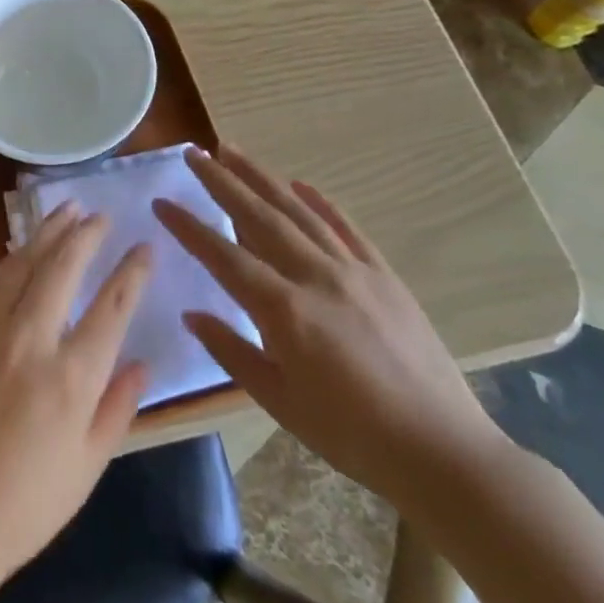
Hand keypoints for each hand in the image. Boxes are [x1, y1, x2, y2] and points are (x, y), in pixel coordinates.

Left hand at [0, 204, 151, 592]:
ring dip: (46, 233)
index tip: (144, 247)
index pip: (111, 308)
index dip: (131, 272)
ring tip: (65, 209)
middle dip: (85, 235)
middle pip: (62, 269)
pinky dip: (9, 259)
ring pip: (22, 264)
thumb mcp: (87, 468)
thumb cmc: (24, 505)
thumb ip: (117, 408)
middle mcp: (31, 340)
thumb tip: (142, 363)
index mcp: (71, 378)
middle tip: (99, 214)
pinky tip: (19, 249)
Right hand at [154, 147, 506, 508]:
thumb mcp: (279, 401)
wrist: (441, 451)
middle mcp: (316, 276)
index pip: (224, 256)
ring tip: (233, 151)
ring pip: (298, 211)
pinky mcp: (384, 276)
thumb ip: (231, 352)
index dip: (189, 227)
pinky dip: (320, 202)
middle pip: (259, 217)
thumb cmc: (351, 434)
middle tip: (194, 154)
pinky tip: (300, 184)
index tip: (162, 201)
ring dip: (262, 177)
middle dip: (221, 182)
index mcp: (284, 310)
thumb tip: (193, 314)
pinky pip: (346, 228)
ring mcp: (354, 271)